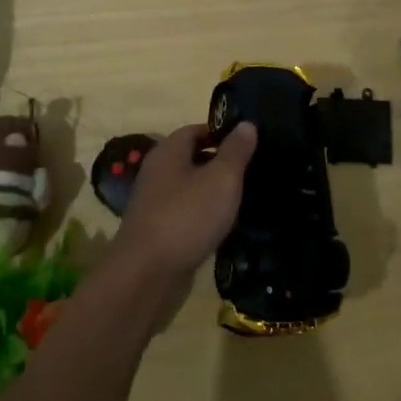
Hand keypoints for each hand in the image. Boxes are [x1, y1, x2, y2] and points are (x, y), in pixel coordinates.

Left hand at [111, 122, 255, 286]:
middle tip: (253, 169)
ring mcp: (155, 204)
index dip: (222, 133)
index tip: (249, 142)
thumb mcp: (221, 179)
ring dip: (213, 192)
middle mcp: (157, 172)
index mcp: (168, 152)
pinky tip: (225, 227)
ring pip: (190, 188)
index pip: (196, 130)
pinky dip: (204, 217)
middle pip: (192, 158)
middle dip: (221, 163)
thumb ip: (235, 151)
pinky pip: (186, 214)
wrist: (147, 276)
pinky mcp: (158, 233)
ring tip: (246, 198)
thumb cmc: (186, 216)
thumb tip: (246, 124)